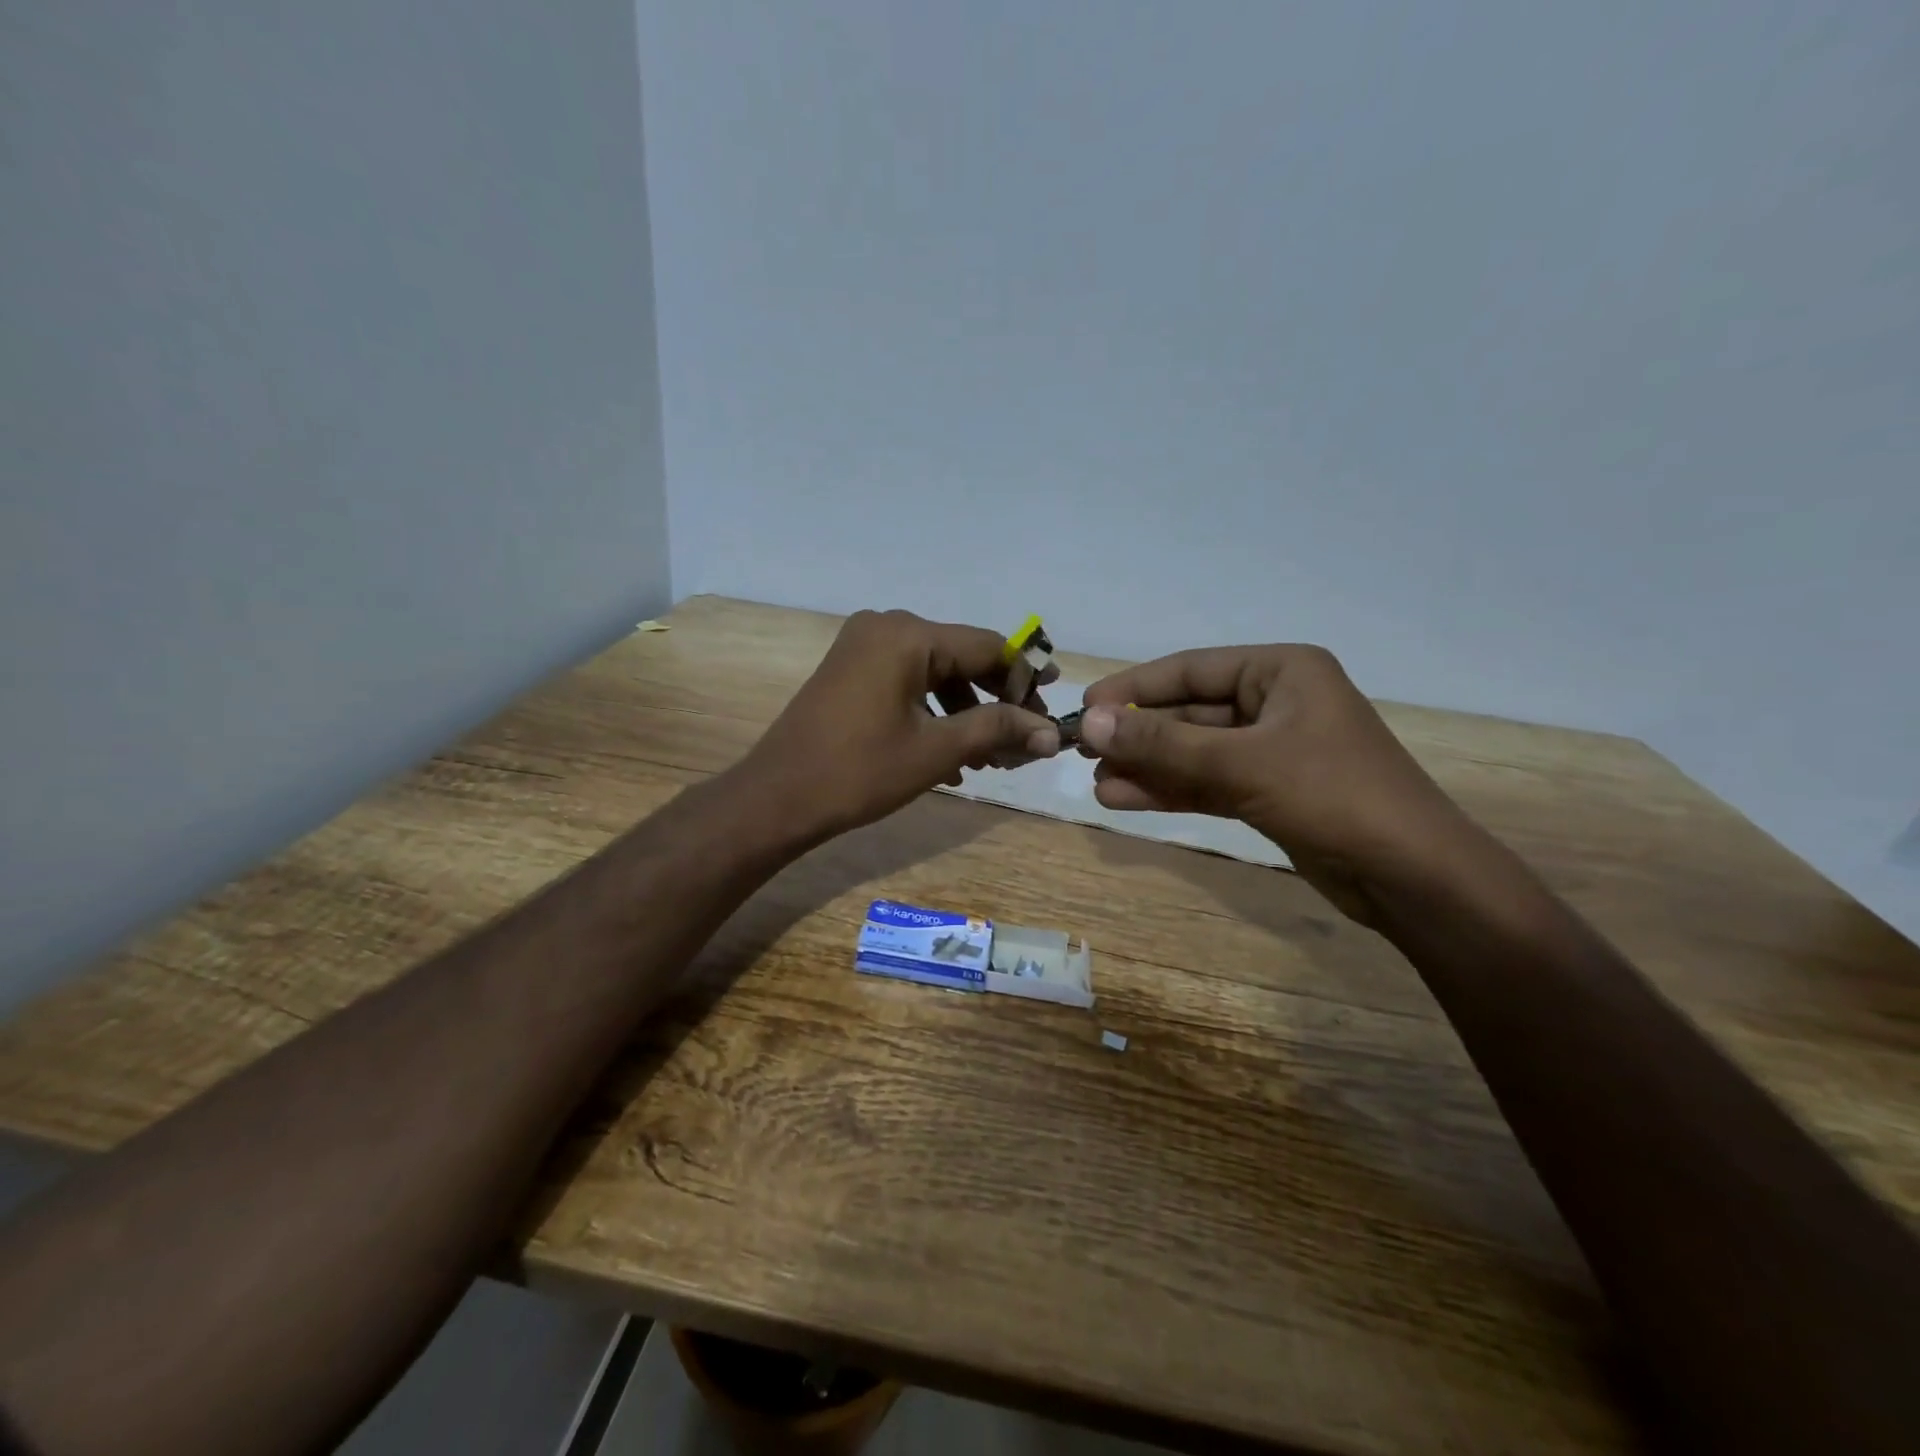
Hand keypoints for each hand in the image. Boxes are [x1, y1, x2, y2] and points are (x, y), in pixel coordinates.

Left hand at [743, 609, 1060, 838]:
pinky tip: (951, 758)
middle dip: (996, 700)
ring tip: (990, 759)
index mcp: (907, 635)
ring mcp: (864, 647)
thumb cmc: (858, 772)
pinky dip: (934, 713)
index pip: (988, 646)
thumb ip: (998, 730)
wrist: (777, 798)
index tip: (1049, 714)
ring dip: (967, 713)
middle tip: (1024, 741)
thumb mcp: (936, 750)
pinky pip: (908, 682)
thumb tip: (1052, 734)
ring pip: (936, 673)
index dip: (1025, 679)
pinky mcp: (851, 670)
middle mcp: (886, 626)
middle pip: (962, 656)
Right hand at [1077, 646, 1471, 923]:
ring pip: (1194, 753)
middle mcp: (1276, 703)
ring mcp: (1272, 751)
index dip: (1134, 689)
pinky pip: (1207, 783)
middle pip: (1189, 713)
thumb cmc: (1333, 797)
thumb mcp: (1241, 764)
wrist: (1412, 878)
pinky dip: (1170, 791)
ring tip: (1096, 784)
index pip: (1191, 670)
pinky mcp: (1269, 793)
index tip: (1085, 709)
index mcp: (1282, 671)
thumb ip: (1163, 745)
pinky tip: (1124, 800)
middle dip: (1138, 735)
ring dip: (1148, 767)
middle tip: (1081, 751)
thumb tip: (1089, 723)